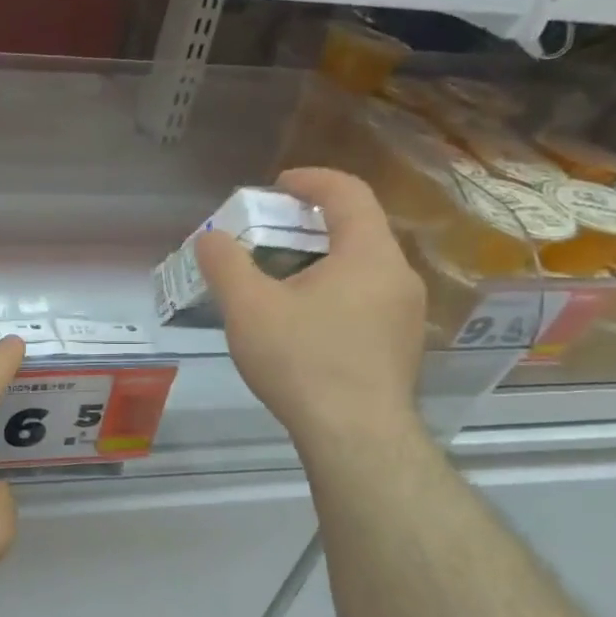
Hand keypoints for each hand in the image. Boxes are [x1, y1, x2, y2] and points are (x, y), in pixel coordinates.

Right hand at [197, 167, 425, 448]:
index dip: (312, 180)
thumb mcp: (249, 307)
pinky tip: (303, 322)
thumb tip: (210, 238)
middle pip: (357, 229)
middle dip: (311, 223)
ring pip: (362, 268)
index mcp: (368, 254)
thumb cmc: (303, 360)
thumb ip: (226, 264)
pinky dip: (334, 291)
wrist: (355, 435)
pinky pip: (366, 299)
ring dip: (321, 260)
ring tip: (280, 280)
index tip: (278, 184)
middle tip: (270, 234)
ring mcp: (405, 313)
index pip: (349, 193)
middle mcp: (398, 275)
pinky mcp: (400, 345)